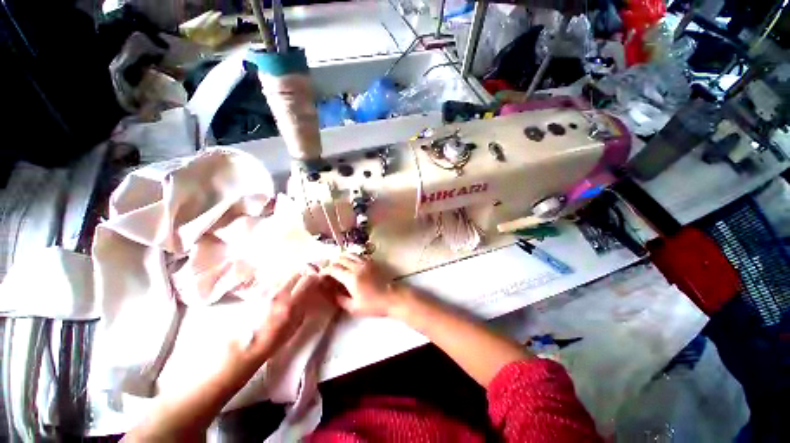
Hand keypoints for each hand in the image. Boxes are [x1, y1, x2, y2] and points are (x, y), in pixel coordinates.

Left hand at [243, 266, 325, 360]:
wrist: (243, 347)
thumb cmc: (272, 340)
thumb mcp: (295, 326)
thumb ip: (303, 306)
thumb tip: (307, 294)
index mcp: (290, 303)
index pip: (307, 280)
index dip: (315, 278)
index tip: (317, 281)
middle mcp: (278, 293)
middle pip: (296, 273)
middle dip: (303, 275)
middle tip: (304, 282)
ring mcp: (265, 291)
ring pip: (283, 275)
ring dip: (290, 278)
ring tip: (291, 286)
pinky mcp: (255, 292)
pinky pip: (272, 281)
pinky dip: (278, 283)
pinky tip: (277, 291)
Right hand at [321, 254, 401, 316]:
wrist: (392, 297)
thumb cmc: (373, 305)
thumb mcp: (353, 307)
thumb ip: (340, 299)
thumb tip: (331, 292)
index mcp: (351, 278)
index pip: (334, 269)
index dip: (325, 271)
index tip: (321, 275)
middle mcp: (358, 266)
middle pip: (340, 259)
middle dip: (332, 263)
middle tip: (329, 270)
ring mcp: (366, 262)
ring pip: (350, 254)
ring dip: (342, 258)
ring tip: (339, 265)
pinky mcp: (372, 262)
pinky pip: (359, 255)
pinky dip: (352, 257)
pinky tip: (351, 264)